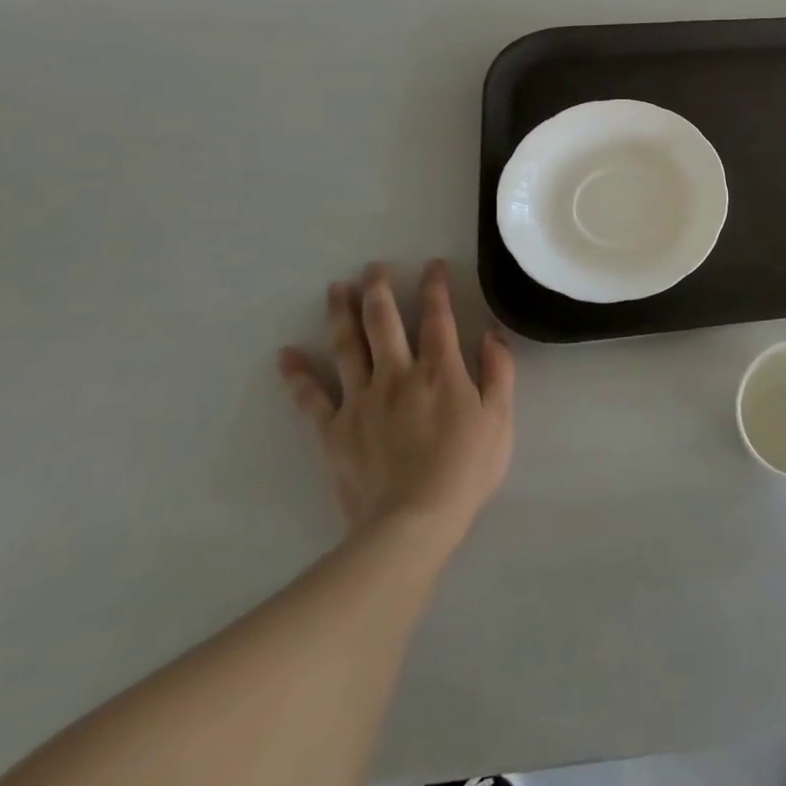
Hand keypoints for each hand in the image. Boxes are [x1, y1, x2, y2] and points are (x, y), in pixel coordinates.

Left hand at [278, 261, 514, 555]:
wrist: (413, 520)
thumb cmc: (466, 468)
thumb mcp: (500, 418)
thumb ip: (498, 372)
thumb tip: (490, 335)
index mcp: (440, 371)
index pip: (438, 317)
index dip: (435, 287)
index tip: (431, 265)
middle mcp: (397, 375)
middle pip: (383, 322)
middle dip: (379, 290)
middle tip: (373, 267)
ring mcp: (361, 400)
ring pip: (347, 347)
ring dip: (340, 314)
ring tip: (335, 289)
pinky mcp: (334, 430)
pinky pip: (311, 398)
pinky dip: (297, 375)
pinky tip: (285, 355)